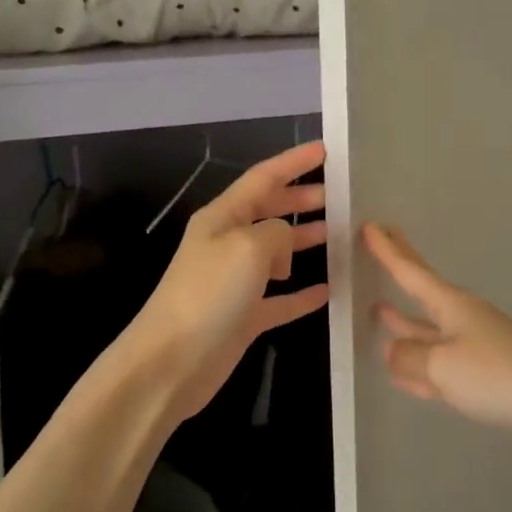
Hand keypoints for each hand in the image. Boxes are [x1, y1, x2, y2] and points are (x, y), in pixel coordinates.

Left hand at [127, 141, 330, 422]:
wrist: (171, 363)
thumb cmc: (209, 294)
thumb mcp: (248, 247)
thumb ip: (277, 232)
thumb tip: (286, 243)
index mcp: (223, 218)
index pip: (263, 178)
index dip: (293, 162)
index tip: (326, 149)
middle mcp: (227, 244)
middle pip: (270, 212)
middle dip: (302, 200)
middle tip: (339, 195)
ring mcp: (235, 282)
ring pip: (278, 253)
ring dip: (306, 242)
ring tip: (340, 235)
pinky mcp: (243, 317)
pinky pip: (280, 298)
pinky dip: (303, 293)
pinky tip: (329, 290)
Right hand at [363, 223, 511, 457]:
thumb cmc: (498, 376)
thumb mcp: (441, 365)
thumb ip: (408, 357)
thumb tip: (392, 351)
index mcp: (453, 307)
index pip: (411, 272)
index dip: (388, 251)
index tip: (371, 226)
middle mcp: (464, 321)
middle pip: (424, 292)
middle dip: (402, 270)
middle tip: (383, 244)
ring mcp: (477, 349)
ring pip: (430, 332)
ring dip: (406, 322)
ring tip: (381, 310)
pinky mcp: (486, 379)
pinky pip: (441, 366)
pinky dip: (420, 365)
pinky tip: (404, 373)